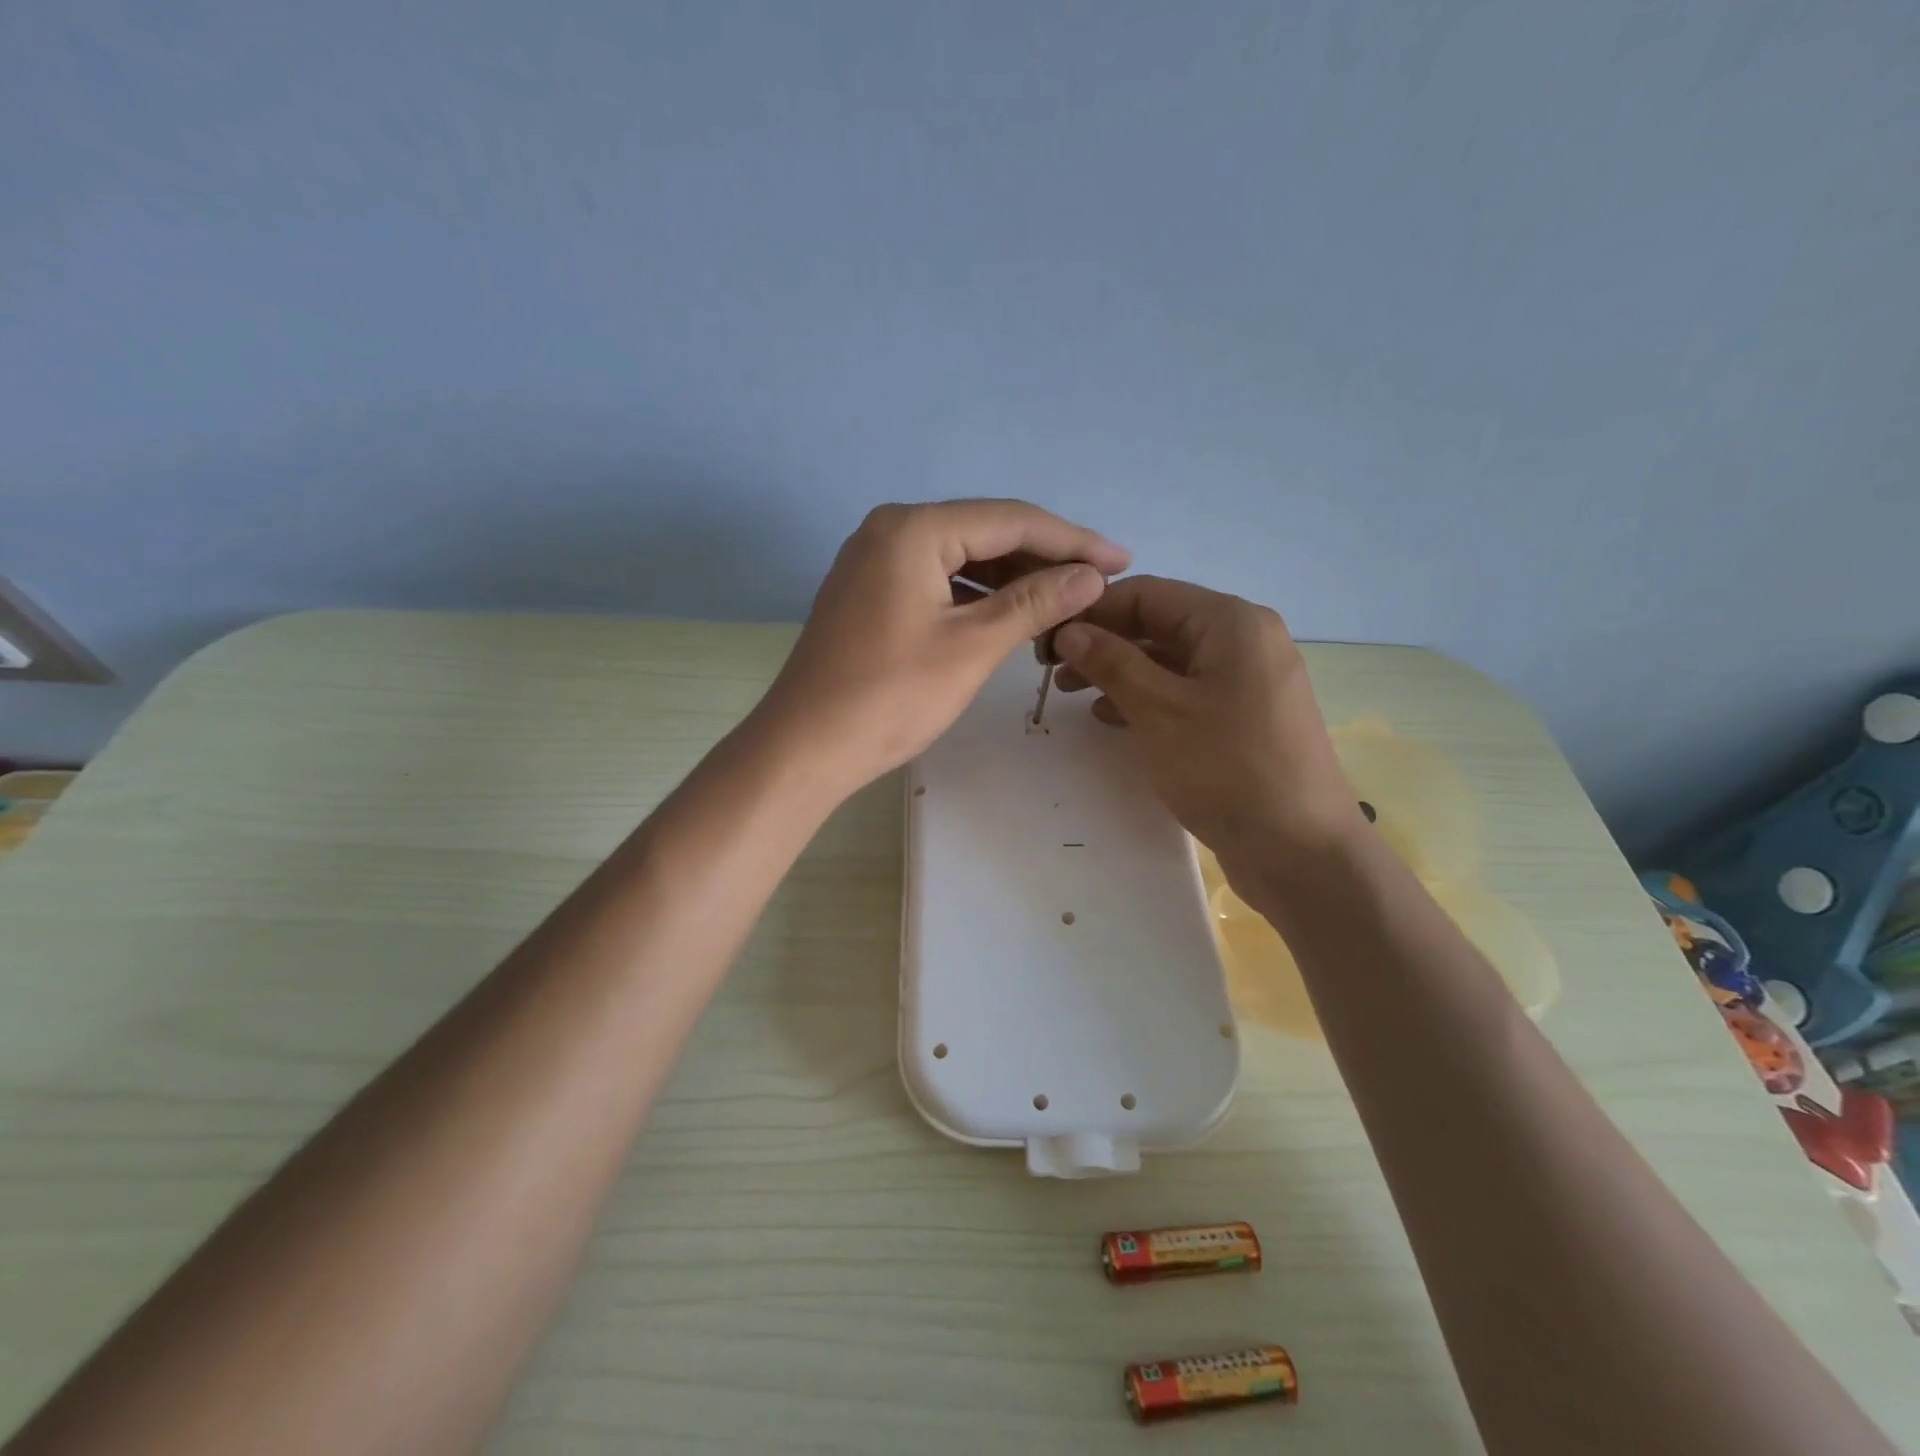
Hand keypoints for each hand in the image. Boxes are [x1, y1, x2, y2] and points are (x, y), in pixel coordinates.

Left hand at [752, 500, 1129, 796]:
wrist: (806, 747)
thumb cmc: (891, 696)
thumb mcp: (972, 646)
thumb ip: (1034, 602)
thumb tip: (1091, 576)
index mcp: (914, 529)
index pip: (1010, 520)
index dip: (1072, 540)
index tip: (1121, 560)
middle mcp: (891, 531)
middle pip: (985, 534)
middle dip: (1044, 559)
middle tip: (1098, 584)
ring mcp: (875, 562)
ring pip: (961, 560)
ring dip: (1012, 580)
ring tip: (1064, 602)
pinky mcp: (870, 594)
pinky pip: (938, 582)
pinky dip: (977, 597)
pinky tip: (1011, 616)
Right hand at [1050, 575, 1357, 882]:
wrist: (1300, 850)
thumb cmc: (1227, 768)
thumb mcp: (1159, 710)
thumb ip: (1111, 662)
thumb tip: (1070, 630)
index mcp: (1231, 622)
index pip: (1147, 594)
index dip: (1092, 611)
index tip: (1046, 636)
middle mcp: (1244, 639)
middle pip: (1159, 624)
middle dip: (1104, 642)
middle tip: (1053, 668)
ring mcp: (1248, 680)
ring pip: (1170, 660)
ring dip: (1120, 671)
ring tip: (1072, 692)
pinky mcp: (1245, 717)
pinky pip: (1187, 691)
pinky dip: (1148, 697)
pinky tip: (1111, 717)